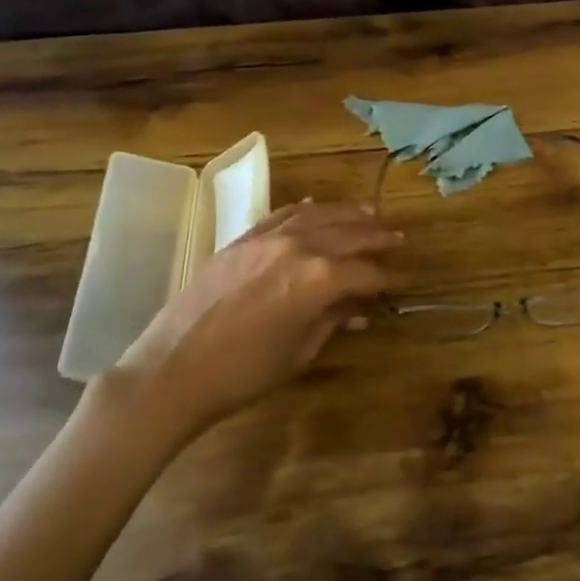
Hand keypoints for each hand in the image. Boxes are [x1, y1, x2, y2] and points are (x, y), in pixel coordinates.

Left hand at [99, 201, 401, 434]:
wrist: (173, 370)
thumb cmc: (243, 373)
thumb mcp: (299, 352)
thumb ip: (333, 321)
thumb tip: (360, 308)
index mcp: (318, 279)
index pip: (366, 271)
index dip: (390, 276)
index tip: (407, 278)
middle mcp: (298, 247)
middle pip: (349, 234)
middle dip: (377, 237)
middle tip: (398, 240)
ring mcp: (268, 238)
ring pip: (318, 215)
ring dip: (348, 214)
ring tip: (370, 214)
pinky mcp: (242, 239)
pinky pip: (282, 214)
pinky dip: (305, 209)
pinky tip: (318, 206)